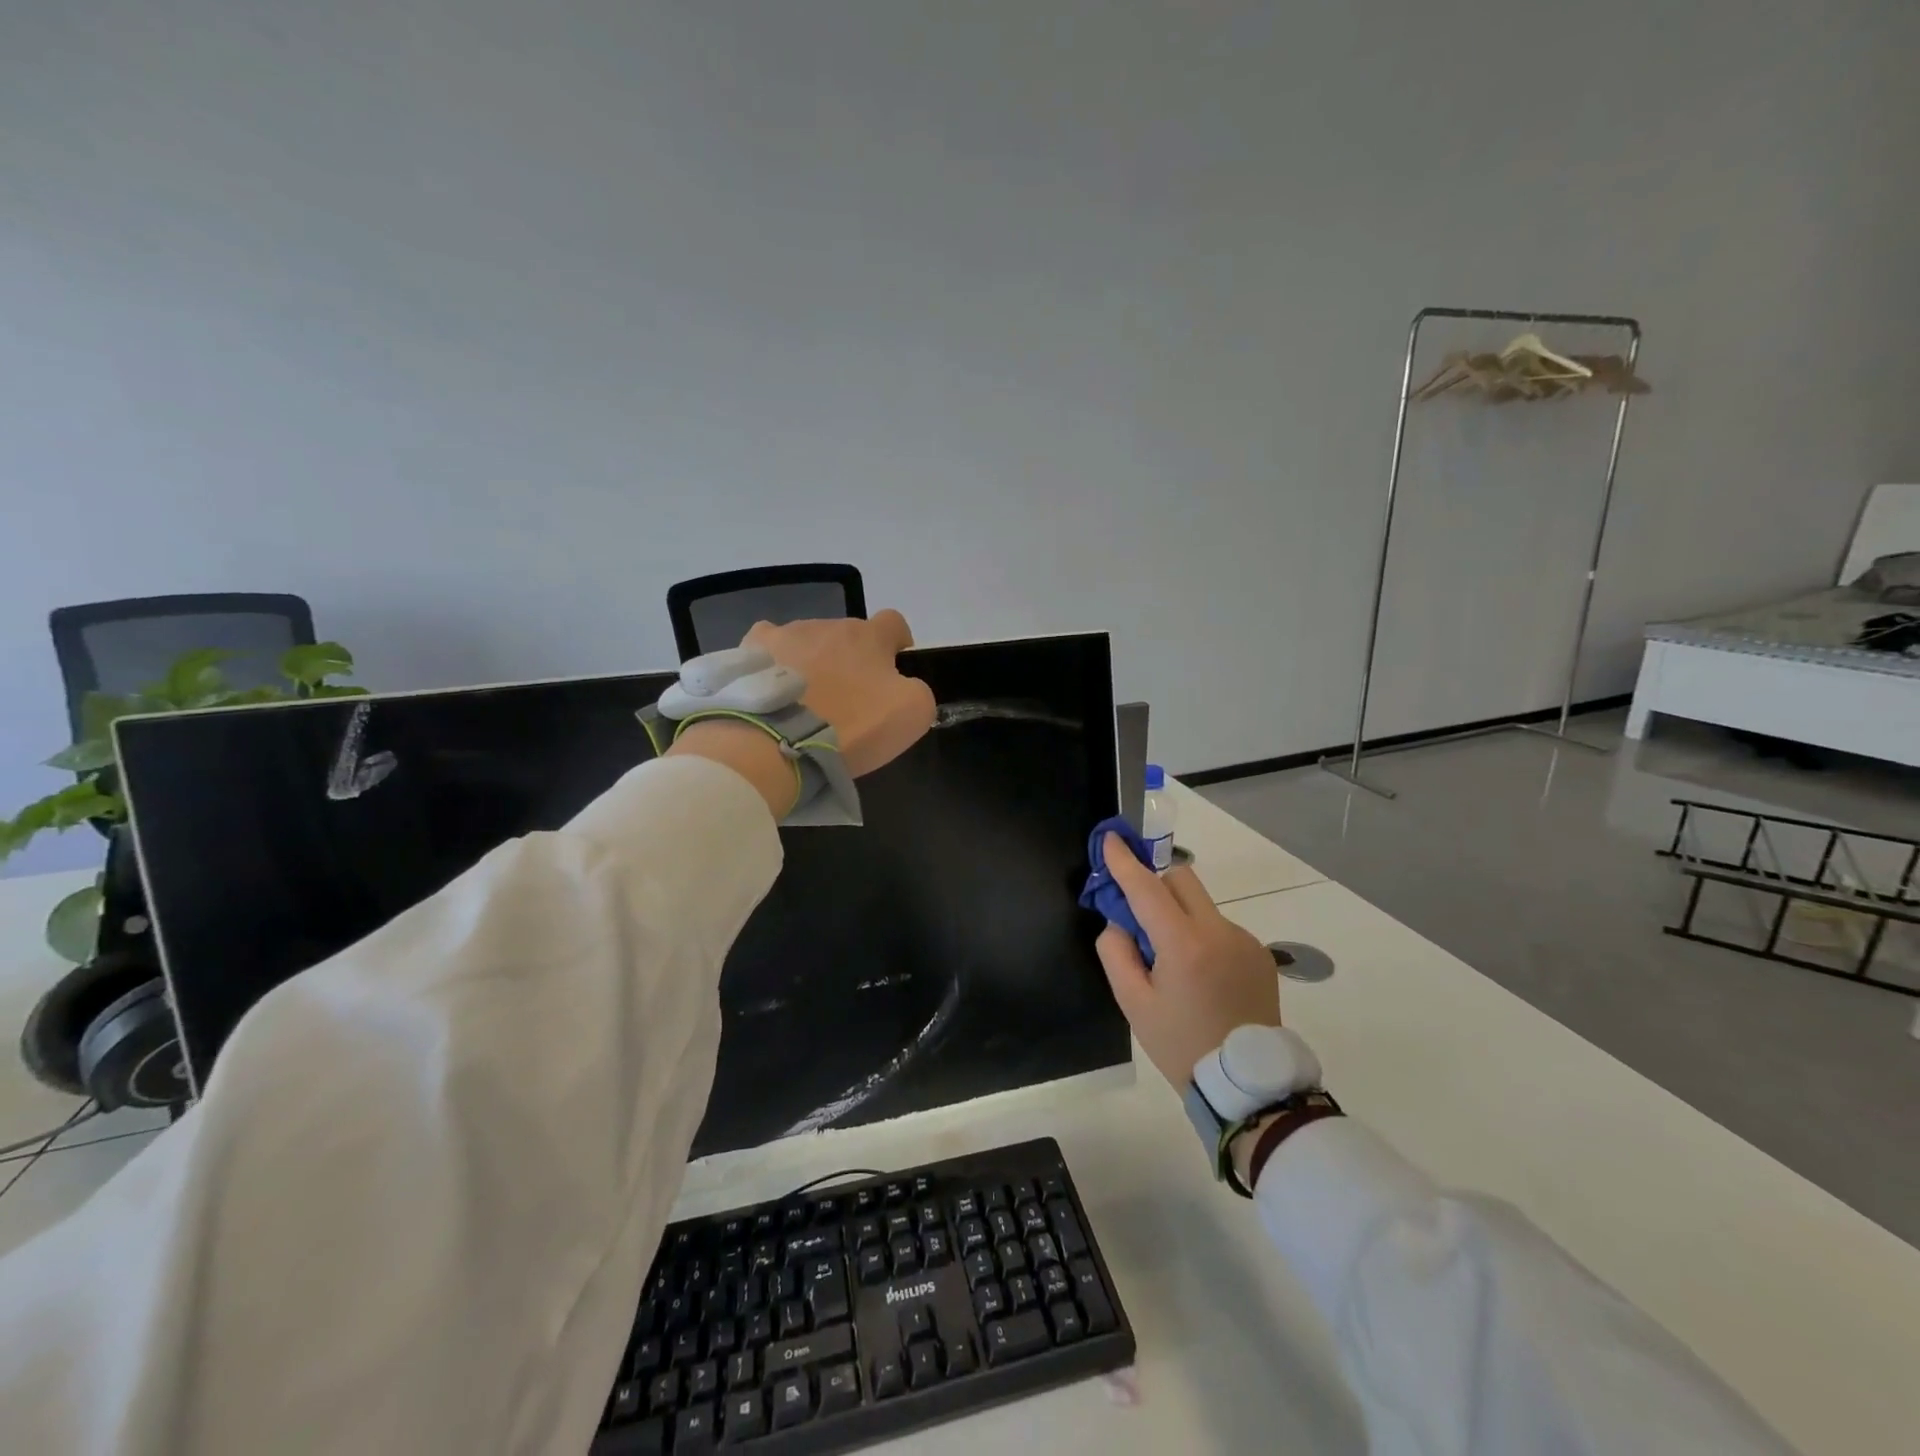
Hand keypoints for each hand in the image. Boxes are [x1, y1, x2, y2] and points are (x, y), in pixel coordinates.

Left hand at [745, 609, 935, 777]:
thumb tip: (903, 685)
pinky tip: (774, 687)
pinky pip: (768, 648)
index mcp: (869, 636)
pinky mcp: (751, 651)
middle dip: (852, 659)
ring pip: (809, 641)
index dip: (898, 641)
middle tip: (849, 697)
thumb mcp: (912, 714)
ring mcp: (786, 634)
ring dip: (815, 662)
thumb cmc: (853, 726)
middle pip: (848, 635)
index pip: (893, 622)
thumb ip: (918, 691)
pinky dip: (776, 663)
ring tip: (807, 700)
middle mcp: (828, 625)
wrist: (779, 742)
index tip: (895, 665)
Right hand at [1094, 833, 1280, 1086]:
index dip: (1125, 862)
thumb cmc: (1181, 1045)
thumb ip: (1116, 952)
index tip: (1111, 839)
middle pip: (1181, 880)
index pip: (1147, 889)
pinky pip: (1219, 927)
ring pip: (1201, 905)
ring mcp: (1244, 940)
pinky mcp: (1259, 953)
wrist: (1247, 1084)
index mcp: (1184, 945)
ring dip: (1179, 915)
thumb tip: (1119, 922)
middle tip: (1139, 916)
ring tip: (1175, 964)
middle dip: (1155, 884)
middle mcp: (1219, 931)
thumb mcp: (1133, 1004)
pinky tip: (1202, 975)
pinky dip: (1201, 935)